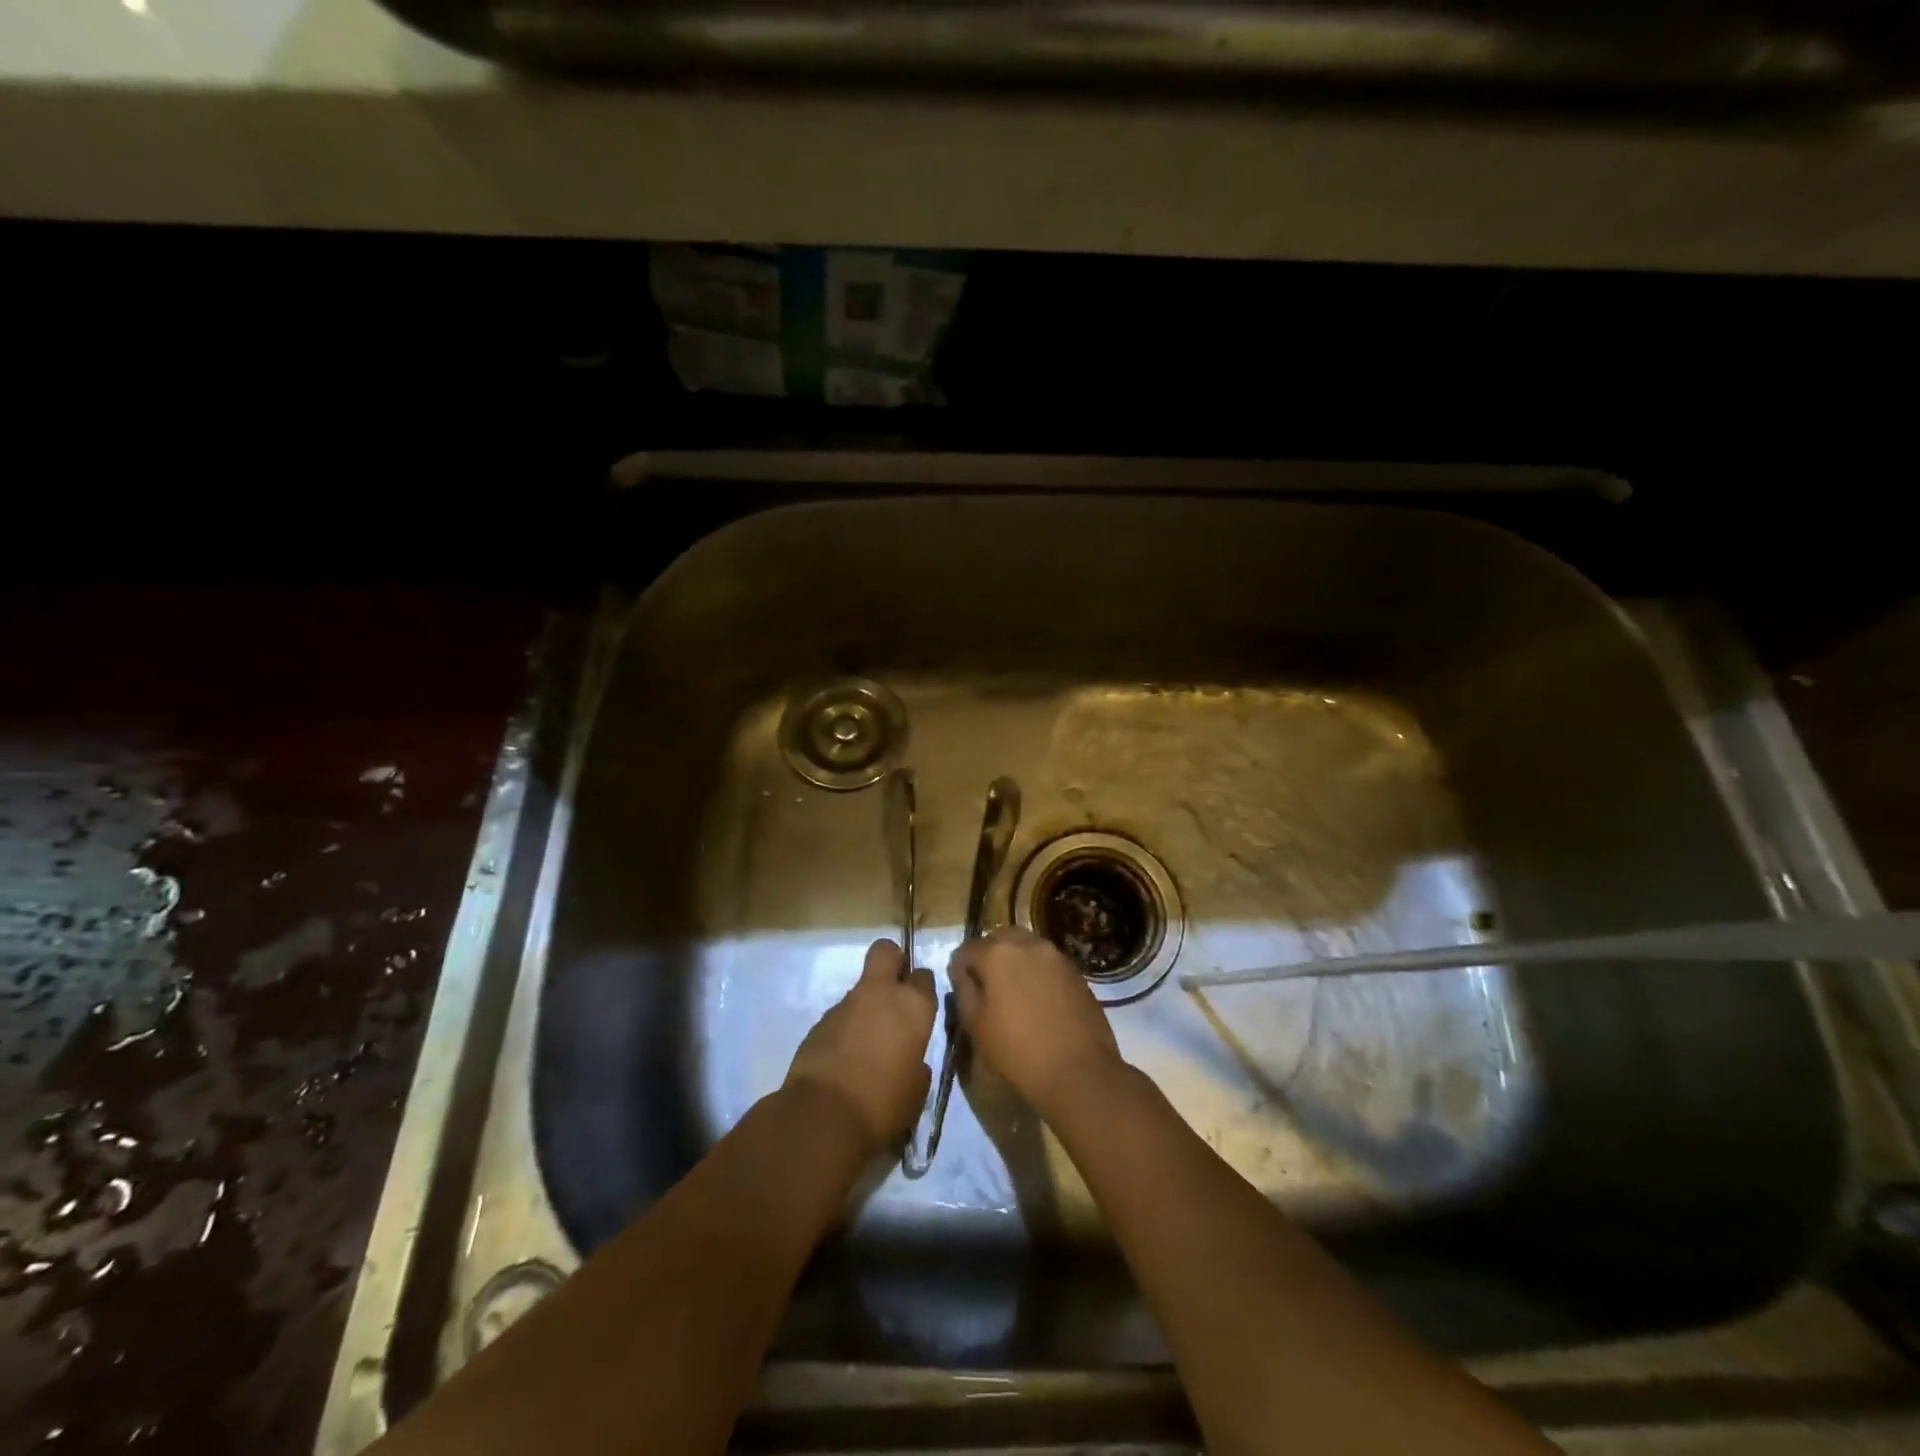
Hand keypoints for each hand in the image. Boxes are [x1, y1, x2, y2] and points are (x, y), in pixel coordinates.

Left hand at [785, 939, 937, 1153]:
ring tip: (867, 1046)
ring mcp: (845, 1005)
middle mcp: (880, 994)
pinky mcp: (818, 1022)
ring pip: (861, 989)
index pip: (924, 976)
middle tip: (894, 990)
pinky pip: (840, 1017)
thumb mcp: (917, 1089)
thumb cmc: (884, 1104)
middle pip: (886, 951)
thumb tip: (910, 1059)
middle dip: (892, 961)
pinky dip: (845, 1030)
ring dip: (866, 1007)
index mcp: (913, 1006)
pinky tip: (845, 1060)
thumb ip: (917, 1063)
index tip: (920, 1006)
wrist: (824, 1117)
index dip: (921, 988)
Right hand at [950, 928, 1124, 1120]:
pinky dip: (1037, 973)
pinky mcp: (1076, 971)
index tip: (963, 991)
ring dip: (1015, 963)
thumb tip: (961, 971)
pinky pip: (1047, 963)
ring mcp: (1056, 955)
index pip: (967, 949)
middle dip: (989, 958)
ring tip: (1014, 995)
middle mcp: (1027, 943)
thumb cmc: (1017, 1051)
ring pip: (1025, 948)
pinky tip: (1038, 1002)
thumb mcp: (976, 1025)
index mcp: (997, 952)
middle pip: (999, 939)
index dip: (961, 969)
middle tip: (988, 990)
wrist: (1079, 1072)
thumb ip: (963, 989)